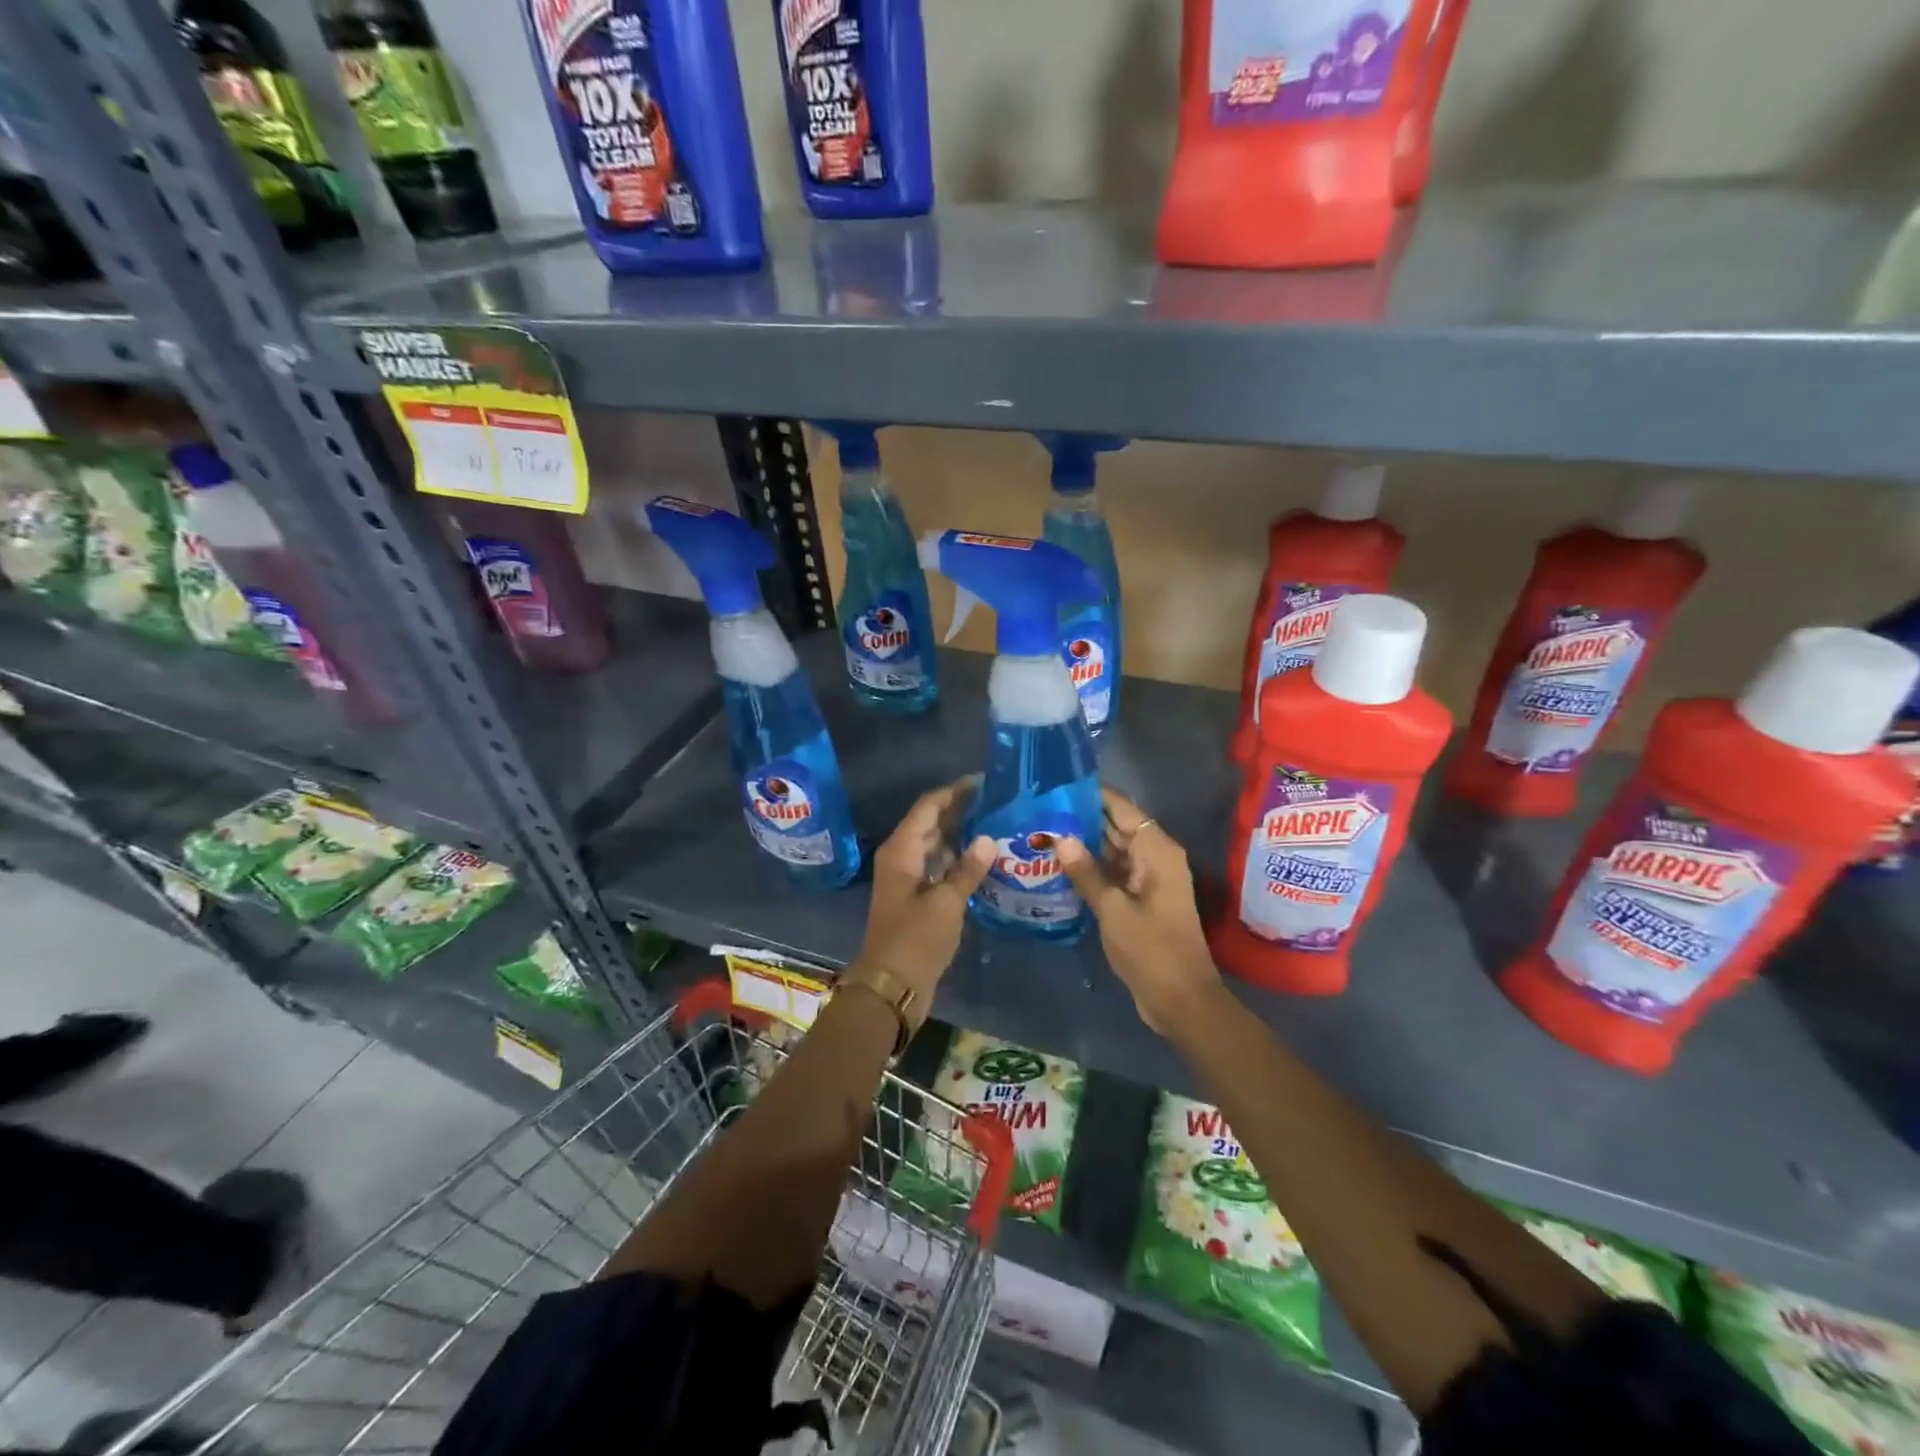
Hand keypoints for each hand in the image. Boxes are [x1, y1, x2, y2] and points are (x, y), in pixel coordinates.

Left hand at [855, 778, 994, 1016]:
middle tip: (998, 802)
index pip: (928, 806)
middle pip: (931, 823)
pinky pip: (939, 867)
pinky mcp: (917, 899)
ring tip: (997, 825)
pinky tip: (985, 860)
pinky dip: (958, 860)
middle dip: (961, 811)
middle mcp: (902, 857)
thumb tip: (988, 839)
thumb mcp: (946, 902)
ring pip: (936, 845)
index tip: (984, 782)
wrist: (891, 986)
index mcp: (901, 850)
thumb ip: (968, 869)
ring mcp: (908, 879)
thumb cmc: (916, 939)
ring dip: (962, 836)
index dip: (954, 791)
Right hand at [1058, 788, 1222, 1033]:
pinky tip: (1058, 866)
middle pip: (1116, 827)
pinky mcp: (1141, 900)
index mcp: (1156, 851)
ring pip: (1113, 851)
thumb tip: (1060, 837)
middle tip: (1040, 810)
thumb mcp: (1113, 910)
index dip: (1093, 795)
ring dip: (1083, 845)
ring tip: (1042, 832)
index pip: (1122, 809)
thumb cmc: (1151, 950)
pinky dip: (1091, 869)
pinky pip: (1114, 873)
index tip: (1058, 784)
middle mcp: (1155, 858)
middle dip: (1082, 819)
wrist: (1181, 1000)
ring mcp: (1148, 880)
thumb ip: (1086, 872)